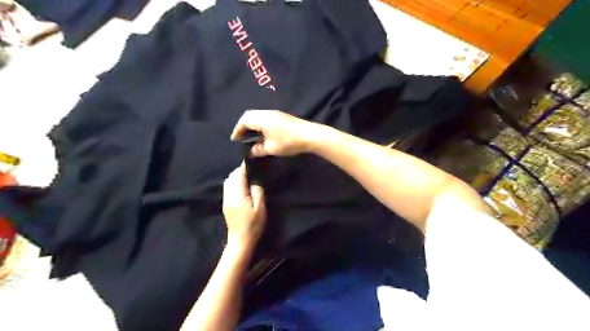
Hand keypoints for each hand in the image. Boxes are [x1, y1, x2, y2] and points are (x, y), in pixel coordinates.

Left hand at [223, 163, 266, 247]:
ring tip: (246, 177)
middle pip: (230, 177)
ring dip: (235, 177)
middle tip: (250, 170)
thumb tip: (254, 183)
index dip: (243, 167)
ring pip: (227, 182)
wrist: (240, 240)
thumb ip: (257, 192)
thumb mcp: (260, 208)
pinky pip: (227, 189)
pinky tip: (241, 187)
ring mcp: (225, 200)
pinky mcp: (226, 205)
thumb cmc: (253, 225)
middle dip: (239, 171)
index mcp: (237, 195)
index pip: (238, 176)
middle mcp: (229, 196)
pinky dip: (233, 183)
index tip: (250, 162)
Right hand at [231, 110, 321, 156]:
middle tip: (241, 137)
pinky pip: (265, 118)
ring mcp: (275, 113)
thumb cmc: (289, 141)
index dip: (237, 130)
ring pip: (258, 116)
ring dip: (252, 125)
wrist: (310, 135)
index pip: (244, 120)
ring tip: (251, 137)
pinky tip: (263, 134)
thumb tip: (250, 151)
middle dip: (243, 126)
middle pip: (249, 115)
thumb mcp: (271, 148)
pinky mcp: (281, 117)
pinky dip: (259, 124)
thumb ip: (258, 149)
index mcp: (262, 119)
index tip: (235, 140)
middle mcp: (267, 113)